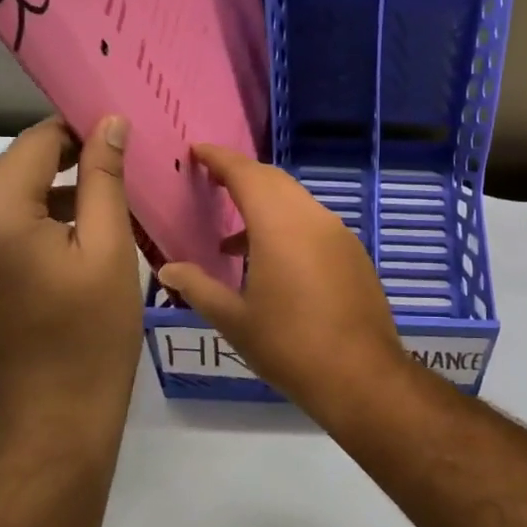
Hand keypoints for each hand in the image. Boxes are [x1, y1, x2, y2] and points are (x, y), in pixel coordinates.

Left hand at [0, 116, 142, 451]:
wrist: (51, 420)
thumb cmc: (93, 334)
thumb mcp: (111, 249)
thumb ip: (104, 178)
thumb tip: (108, 123)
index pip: (35, 144)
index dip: (78, 133)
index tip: (117, 140)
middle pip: (12, 169)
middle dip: (61, 164)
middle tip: (113, 176)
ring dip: (43, 197)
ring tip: (95, 215)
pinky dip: (23, 226)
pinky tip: (61, 249)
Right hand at [155, 145, 409, 418]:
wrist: (360, 375)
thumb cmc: (289, 346)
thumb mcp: (234, 320)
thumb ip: (198, 287)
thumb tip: (166, 268)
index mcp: (280, 225)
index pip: (246, 174)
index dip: (220, 159)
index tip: (197, 150)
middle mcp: (313, 218)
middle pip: (274, 181)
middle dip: (242, 176)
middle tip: (212, 182)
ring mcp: (339, 235)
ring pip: (296, 202)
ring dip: (264, 207)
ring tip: (231, 242)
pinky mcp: (353, 254)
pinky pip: (314, 224)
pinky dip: (288, 226)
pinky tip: (271, 263)